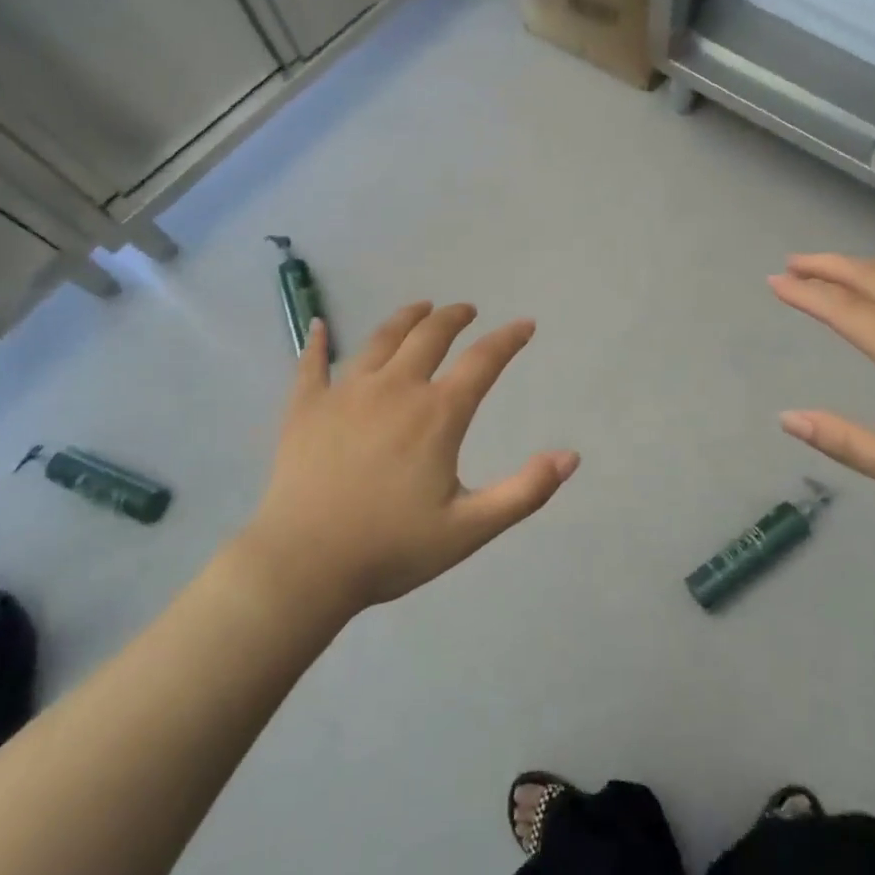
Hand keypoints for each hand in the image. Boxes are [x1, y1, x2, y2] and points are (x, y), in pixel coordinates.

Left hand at [236, 303, 578, 613]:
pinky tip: (318, 325)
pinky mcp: (305, 407)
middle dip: (453, 318)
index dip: (508, 339)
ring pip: (380, 340)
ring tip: (420, 308)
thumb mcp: (470, 529)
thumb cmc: (391, 549)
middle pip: (429, 336)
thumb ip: (525, 492)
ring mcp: (346, 393)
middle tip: (466, 310)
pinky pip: (311, 364)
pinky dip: (316, 342)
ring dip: (405, 319)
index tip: (524, 325)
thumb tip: (571, 456)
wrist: (304, 566)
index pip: (483, 361)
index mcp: (437, 414)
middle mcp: (394, 388)